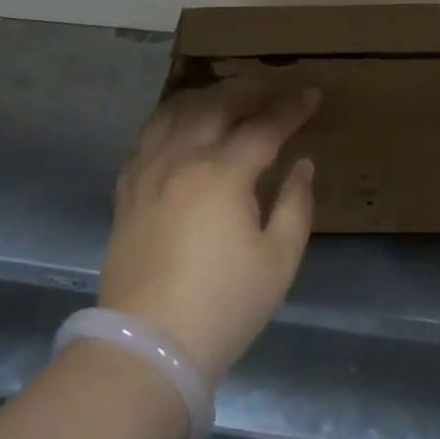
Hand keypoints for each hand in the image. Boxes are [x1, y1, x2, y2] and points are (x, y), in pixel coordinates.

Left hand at [98, 80, 320, 383]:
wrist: (147, 348)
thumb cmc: (223, 306)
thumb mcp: (278, 261)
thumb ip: (295, 205)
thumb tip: (302, 165)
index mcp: (223, 174)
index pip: (264, 127)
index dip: (292, 109)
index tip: (313, 96)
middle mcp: (182, 158)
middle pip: (216, 105)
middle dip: (248, 91)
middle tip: (272, 90)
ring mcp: (148, 171)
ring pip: (174, 111)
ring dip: (205, 96)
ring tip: (225, 98)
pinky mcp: (127, 190)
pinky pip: (147, 136)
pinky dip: (169, 119)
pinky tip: (181, 127)